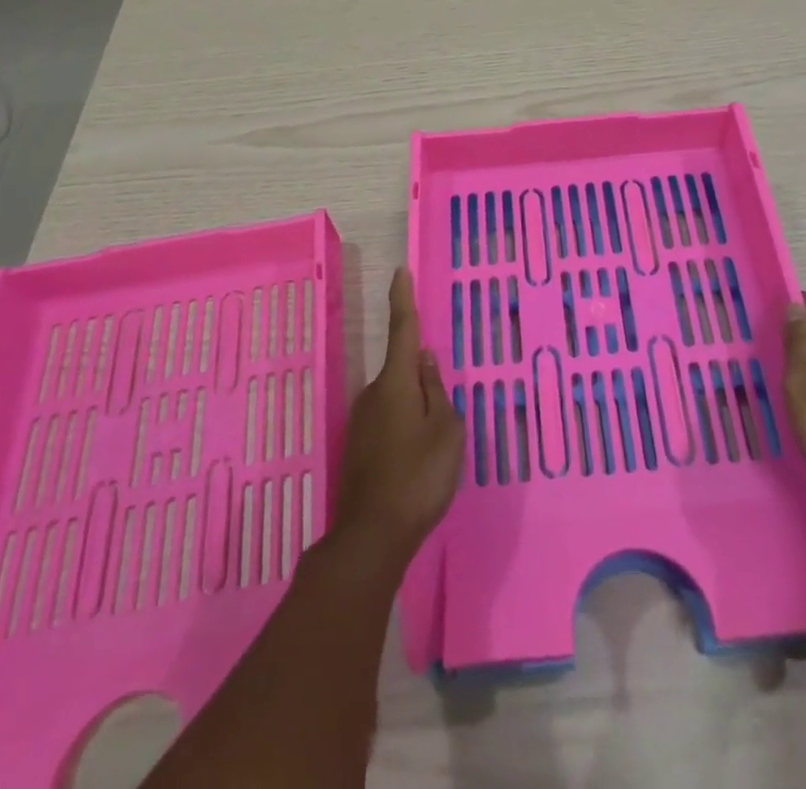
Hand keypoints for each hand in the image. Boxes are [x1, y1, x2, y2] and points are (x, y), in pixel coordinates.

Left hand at [331, 267, 464, 569]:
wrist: (372, 535)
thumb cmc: (419, 475)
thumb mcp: (446, 430)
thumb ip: (438, 391)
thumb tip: (426, 362)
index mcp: (397, 382)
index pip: (402, 329)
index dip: (403, 299)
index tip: (401, 271)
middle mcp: (374, 394)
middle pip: (403, 371)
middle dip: (423, 378)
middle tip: (445, 411)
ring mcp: (362, 421)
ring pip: (397, 399)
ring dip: (416, 408)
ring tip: (435, 445)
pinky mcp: (359, 447)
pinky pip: (389, 422)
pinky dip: (406, 428)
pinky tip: (418, 460)